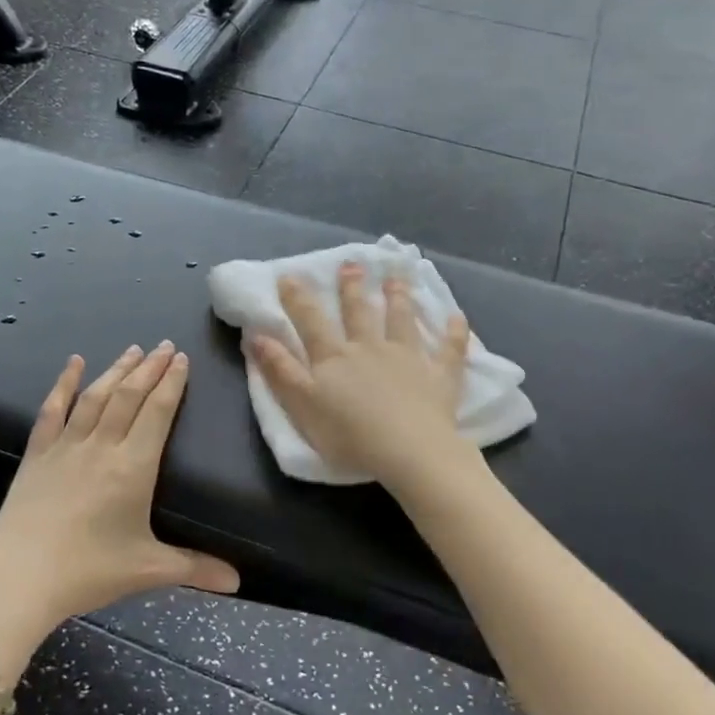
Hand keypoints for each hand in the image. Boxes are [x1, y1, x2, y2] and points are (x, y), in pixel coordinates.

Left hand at [0, 343, 240, 635]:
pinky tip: (73, 363)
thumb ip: (195, 568)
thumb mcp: (148, 570)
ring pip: (96, 396)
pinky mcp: (37, 453)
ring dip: (116, 370)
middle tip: (165, 346)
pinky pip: (52, 409)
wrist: (19, 578)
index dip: (172, 383)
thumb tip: (238, 581)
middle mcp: (101, 446)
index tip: (182, 359)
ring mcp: (66, 446)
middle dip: (150, 368)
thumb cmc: (88, 571)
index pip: (158, 412)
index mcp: (133, 467)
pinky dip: (63, 383)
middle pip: (129, 396)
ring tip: (133, 350)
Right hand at [247, 262, 472, 485]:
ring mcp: (407, 358)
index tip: (290, 275)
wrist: (407, 450)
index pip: (311, 321)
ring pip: (402, 320)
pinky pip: (449, 350)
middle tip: (352, 263)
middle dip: (353, 287)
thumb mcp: (302, 404)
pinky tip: (458, 318)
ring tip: (397, 277)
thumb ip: (280, 369)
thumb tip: (256, 335)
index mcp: (335, 357)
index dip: (298, 298)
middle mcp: (370, 347)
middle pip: (359, 312)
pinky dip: (454, 333)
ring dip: (399, 297)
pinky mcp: (439, 375)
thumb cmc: (349, 434)